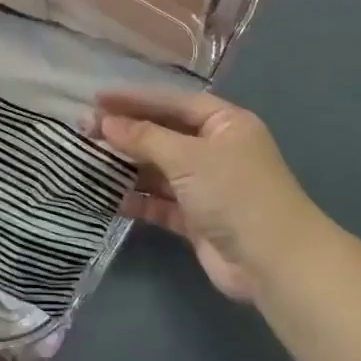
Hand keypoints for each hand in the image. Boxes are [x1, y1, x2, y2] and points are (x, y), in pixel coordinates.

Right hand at [97, 91, 319, 300]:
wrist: (274, 262)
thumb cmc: (234, 192)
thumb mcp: (187, 156)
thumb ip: (144, 137)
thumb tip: (106, 123)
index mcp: (224, 124)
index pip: (172, 102)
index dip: (135, 99)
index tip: (98, 98)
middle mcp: (217, 150)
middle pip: (164, 134)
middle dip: (127, 132)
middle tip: (86, 129)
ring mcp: (208, 186)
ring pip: (160, 169)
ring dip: (129, 165)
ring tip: (90, 158)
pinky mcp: (198, 219)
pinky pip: (162, 202)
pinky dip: (139, 199)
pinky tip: (111, 197)